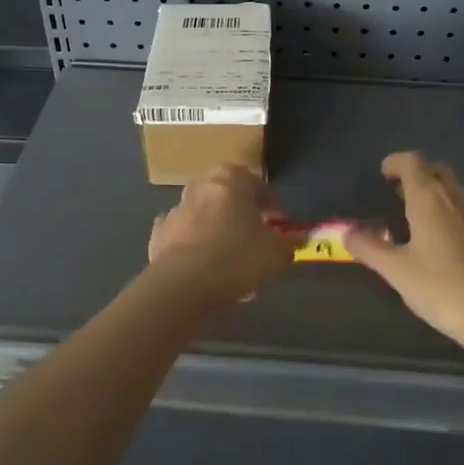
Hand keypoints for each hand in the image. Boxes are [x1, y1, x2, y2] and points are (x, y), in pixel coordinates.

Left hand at [147, 165, 294, 304]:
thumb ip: (291, 241)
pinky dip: (194, 246)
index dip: (272, 205)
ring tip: (232, 260)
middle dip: (242, 215)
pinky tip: (204, 268)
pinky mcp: (159, 234)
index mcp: (231, 180)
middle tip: (256, 239)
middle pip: (228, 197)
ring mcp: (176, 209)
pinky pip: (184, 236)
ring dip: (218, 231)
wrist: (182, 285)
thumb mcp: (276, 252)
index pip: (257, 184)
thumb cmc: (237, 257)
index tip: (281, 224)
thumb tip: (304, 237)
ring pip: (205, 216)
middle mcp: (201, 186)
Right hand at [346, 152, 463, 358]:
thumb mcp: (397, 271)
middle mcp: (458, 199)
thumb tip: (347, 232)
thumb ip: (370, 248)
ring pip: (457, 193)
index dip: (396, 162)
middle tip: (399, 194)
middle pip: (437, 171)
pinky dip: (457, 219)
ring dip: (437, 197)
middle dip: (418, 176)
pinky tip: (451, 248)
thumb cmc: (443, 289)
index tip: (384, 173)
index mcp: (430, 199)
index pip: (412, 162)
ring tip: (420, 222)